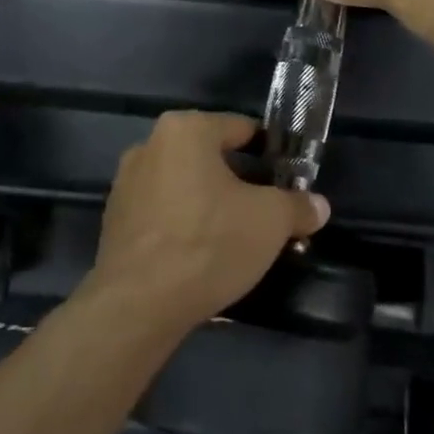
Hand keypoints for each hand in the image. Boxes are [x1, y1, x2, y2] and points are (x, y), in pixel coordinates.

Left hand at [87, 112, 329, 330]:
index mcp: (185, 129)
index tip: (288, 178)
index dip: (270, 152)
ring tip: (237, 236)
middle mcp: (149, 145)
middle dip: (240, 181)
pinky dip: (183, 225)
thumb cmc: (209, 243)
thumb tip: (318, 205)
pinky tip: (202, 254)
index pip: (240, 128)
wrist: (138, 304)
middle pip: (210, 157)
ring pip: (185, 185)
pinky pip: (162, 213)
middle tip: (267, 211)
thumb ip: (298, 206)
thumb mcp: (271, 222)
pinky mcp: (114, 220)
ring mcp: (126, 183)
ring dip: (210, 203)